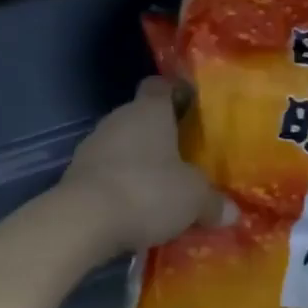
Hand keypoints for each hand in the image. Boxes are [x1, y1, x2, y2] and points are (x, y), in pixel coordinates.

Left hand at [62, 78, 223, 256]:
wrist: (83, 220)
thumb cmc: (147, 191)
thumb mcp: (193, 199)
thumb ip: (212, 201)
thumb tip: (232, 212)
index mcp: (149, 111)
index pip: (160, 86)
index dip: (175, 93)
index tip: (191, 107)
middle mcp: (118, 119)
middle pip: (141, 117)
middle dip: (160, 136)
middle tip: (184, 157)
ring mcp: (92, 145)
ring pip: (122, 146)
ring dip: (137, 162)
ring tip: (160, 188)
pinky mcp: (75, 174)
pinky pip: (105, 172)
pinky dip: (119, 184)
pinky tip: (133, 208)